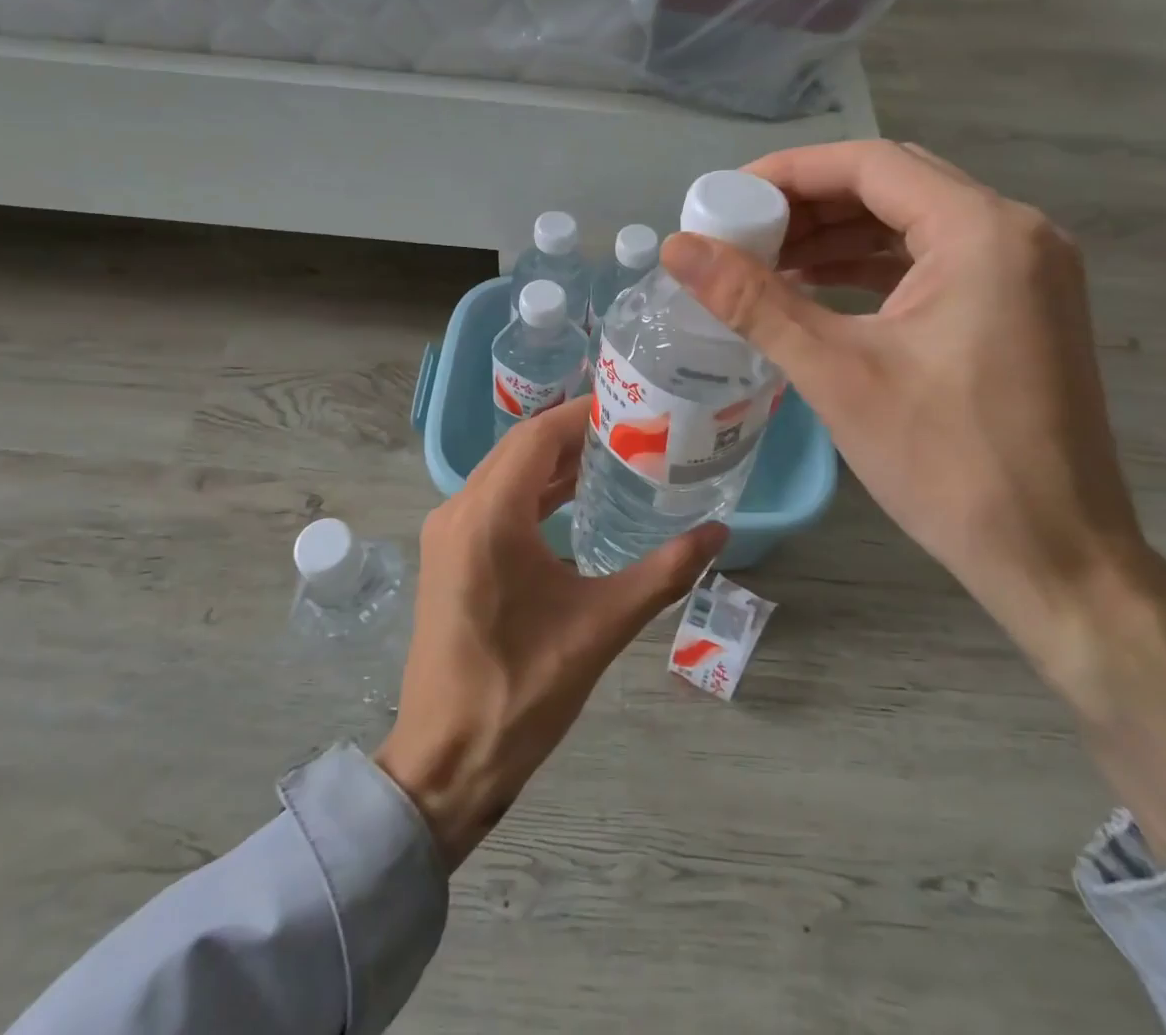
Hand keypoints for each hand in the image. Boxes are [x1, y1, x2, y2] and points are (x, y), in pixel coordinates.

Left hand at [375, 399, 724, 867]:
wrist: (446, 762)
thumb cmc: (522, 693)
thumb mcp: (601, 627)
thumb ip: (664, 572)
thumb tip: (719, 532)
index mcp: (489, 517)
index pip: (539, 437)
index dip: (583, 413)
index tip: (631, 404)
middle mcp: (459, 510)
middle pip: (520, 448)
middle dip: (574, 433)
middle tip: (633, 427)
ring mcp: (449, 533)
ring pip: (506, 473)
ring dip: (553, 462)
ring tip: (614, 455)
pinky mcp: (450, 555)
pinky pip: (495, 501)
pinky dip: (534, 491)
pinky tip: (575, 501)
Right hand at [662, 141, 1165, 859]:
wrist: (1055, 559)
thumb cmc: (946, 463)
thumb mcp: (837, 373)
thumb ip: (752, 301)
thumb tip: (676, 247)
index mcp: (982, 232)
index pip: (870, 164)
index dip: (788, 173)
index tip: (727, 199)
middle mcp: (1016, 232)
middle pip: (894, 185)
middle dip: (811, 205)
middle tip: (743, 233)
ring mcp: (1028, 271)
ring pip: (914, 224)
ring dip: (840, 236)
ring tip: (768, 263)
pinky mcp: (1022, 308)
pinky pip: (936, 262)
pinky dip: (874, 268)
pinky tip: (821, 290)